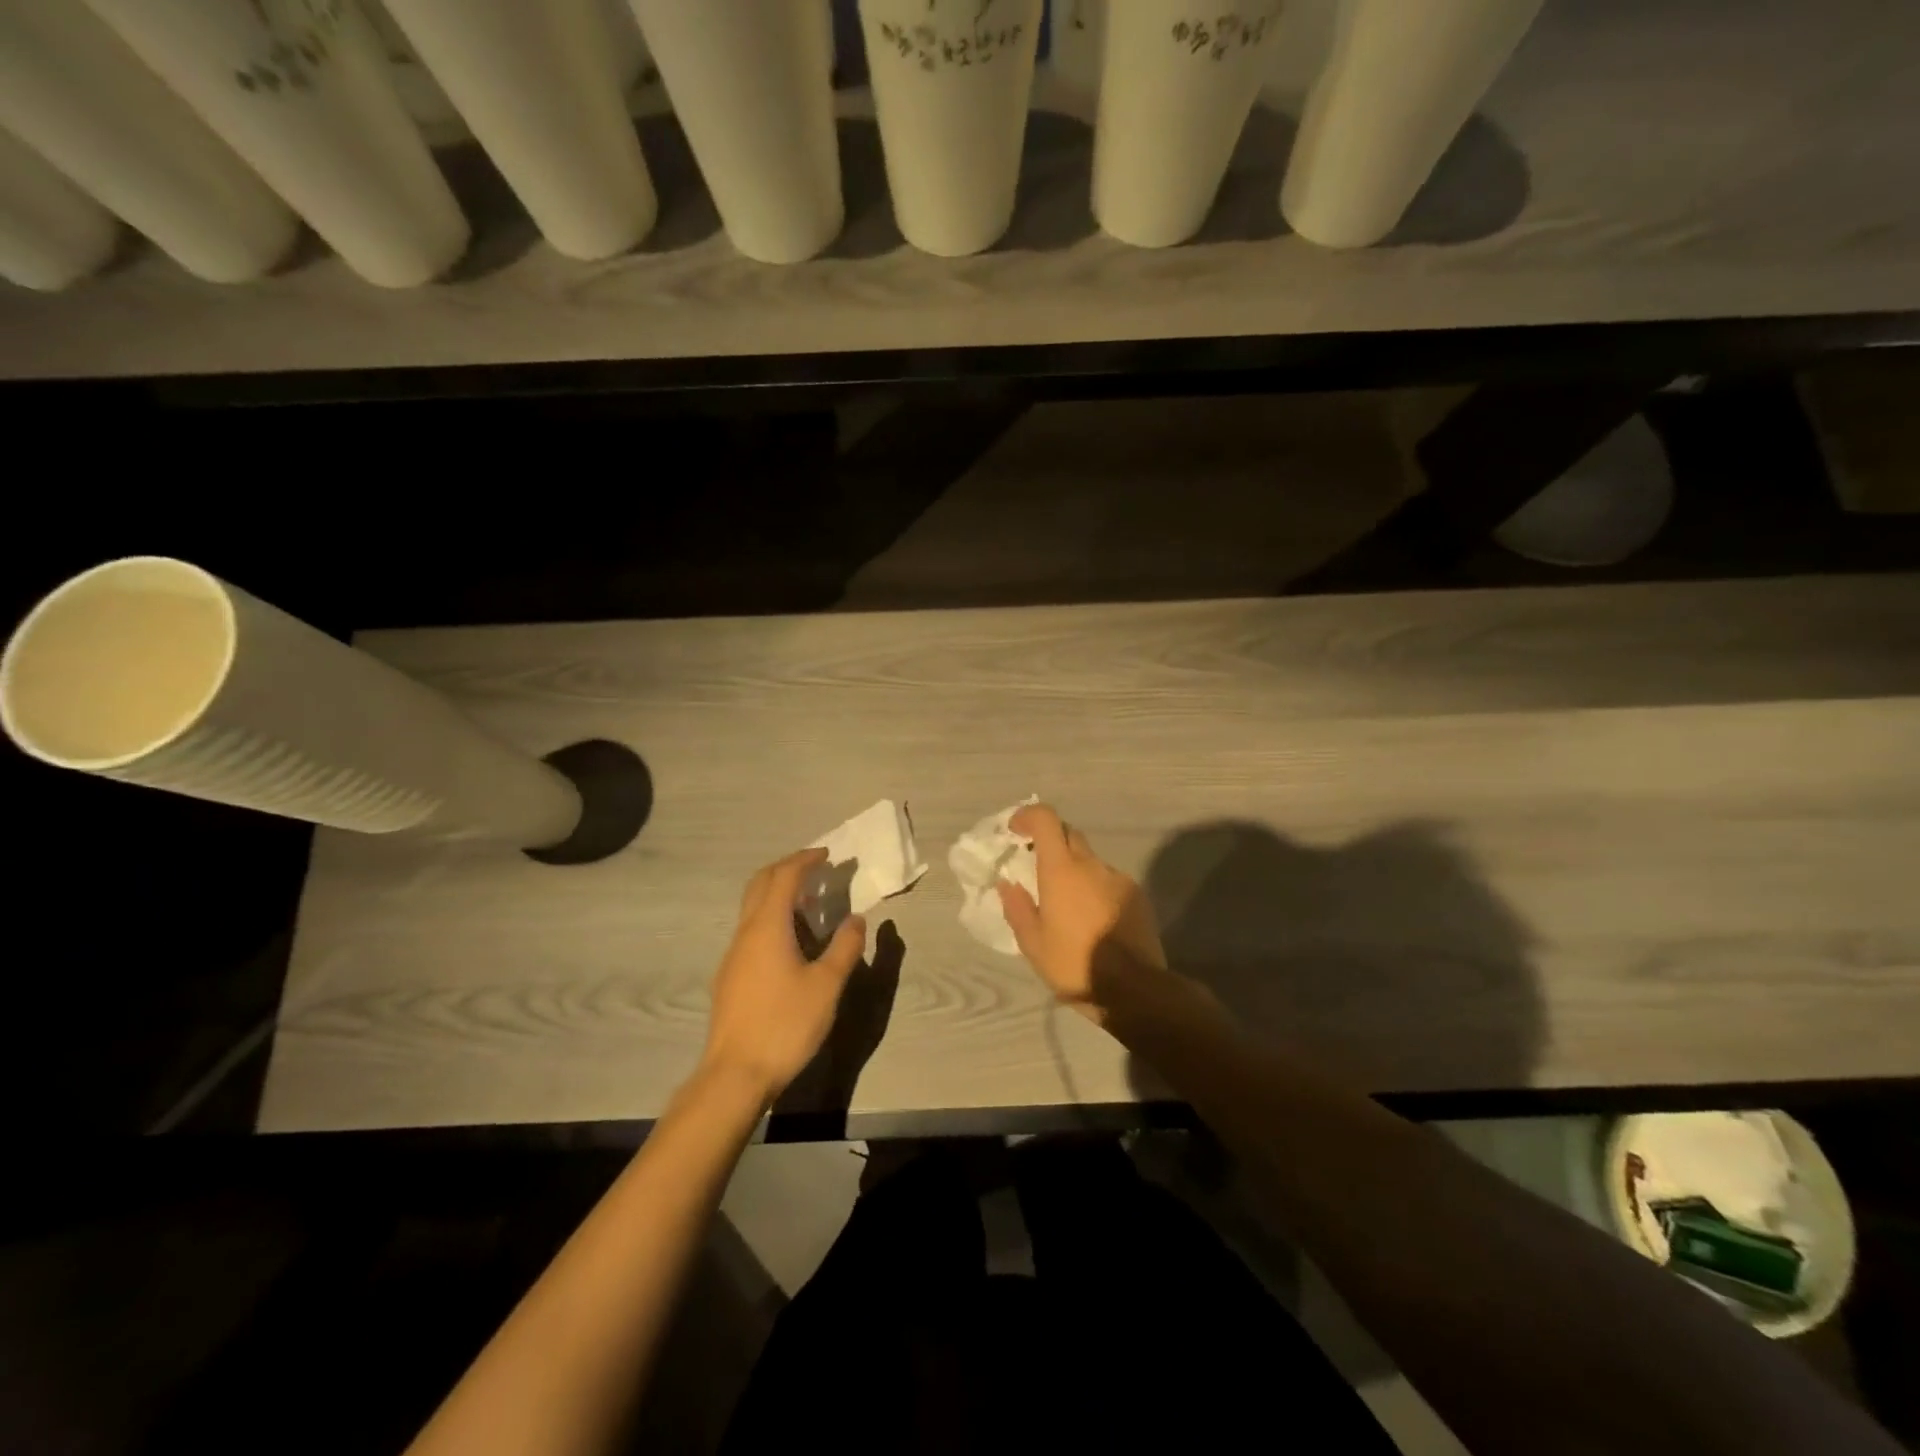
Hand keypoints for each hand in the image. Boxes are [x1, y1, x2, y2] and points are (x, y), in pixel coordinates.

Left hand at [704, 848, 866, 1100]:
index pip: (784, 877)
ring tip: (810, 903)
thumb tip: (856, 919)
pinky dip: (771, 916)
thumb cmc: (785, 1024)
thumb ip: (845, 947)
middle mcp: (745, 932)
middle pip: (760, 883)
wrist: (735, 1074)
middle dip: (787, 868)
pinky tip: (791, 940)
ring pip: (752, 907)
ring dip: (778, 893)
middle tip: (815, 868)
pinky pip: (751, 928)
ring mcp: (733, 954)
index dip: (805, 860)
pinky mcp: (730, 975)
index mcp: (767, 926)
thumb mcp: (827, 986)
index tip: (827, 854)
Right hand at [996, 804, 1166, 1019]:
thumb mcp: (1033, 944)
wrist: (1134, 989)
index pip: (1046, 819)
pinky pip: (1108, 881)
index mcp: (1062, 870)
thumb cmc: (1074, 964)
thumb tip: (1008, 883)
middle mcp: (1091, 865)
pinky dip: (1095, 889)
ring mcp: (1118, 878)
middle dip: (1050, 842)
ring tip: (1066, 906)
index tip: (1015, 830)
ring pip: (1090, 860)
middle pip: (1068, 834)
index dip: (1028, 816)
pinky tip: (1092, 920)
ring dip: (1074, 870)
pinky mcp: (1137, 895)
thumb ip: (1017, 908)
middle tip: (1036, 868)